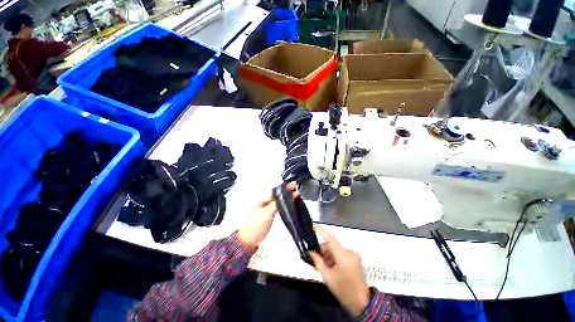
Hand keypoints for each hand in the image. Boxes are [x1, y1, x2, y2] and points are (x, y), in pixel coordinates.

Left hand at [238, 182, 297, 251]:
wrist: (248, 240)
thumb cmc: (254, 227)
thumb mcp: (266, 214)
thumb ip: (275, 204)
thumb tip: (283, 196)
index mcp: (261, 200)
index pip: (276, 192)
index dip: (285, 188)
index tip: (293, 184)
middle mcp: (263, 202)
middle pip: (277, 194)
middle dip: (286, 191)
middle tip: (295, 188)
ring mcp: (265, 208)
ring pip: (277, 199)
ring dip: (285, 196)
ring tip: (293, 193)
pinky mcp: (267, 213)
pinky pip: (277, 205)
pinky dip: (283, 202)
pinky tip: (287, 202)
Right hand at [309, 226, 369, 316]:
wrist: (362, 302)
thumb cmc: (344, 290)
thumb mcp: (328, 277)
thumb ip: (318, 262)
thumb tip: (310, 252)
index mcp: (343, 256)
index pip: (330, 238)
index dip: (321, 230)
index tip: (313, 226)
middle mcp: (349, 252)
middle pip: (331, 244)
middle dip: (323, 250)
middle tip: (317, 260)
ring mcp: (353, 254)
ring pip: (335, 248)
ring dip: (329, 255)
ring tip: (325, 267)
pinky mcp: (354, 257)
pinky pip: (340, 252)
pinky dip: (334, 257)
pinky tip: (332, 266)